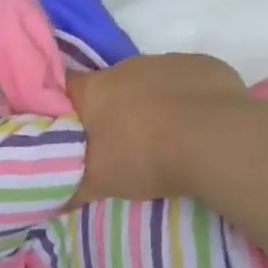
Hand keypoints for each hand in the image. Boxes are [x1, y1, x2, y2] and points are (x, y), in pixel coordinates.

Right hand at [67, 53, 245, 201]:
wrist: (218, 142)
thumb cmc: (146, 158)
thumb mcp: (101, 183)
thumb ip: (73, 189)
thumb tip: (50, 205)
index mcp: (94, 90)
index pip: (65, 88)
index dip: (65, 105)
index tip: (70, 125)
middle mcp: (126, 67)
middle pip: (110, 85)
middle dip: (113, 108)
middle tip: (121, 141)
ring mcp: (167, 62)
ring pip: (150, 81)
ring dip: (151, 102)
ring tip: (164, 135)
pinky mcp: (205, 65)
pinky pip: (186, 80)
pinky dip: (186, 98)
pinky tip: (196, 123)